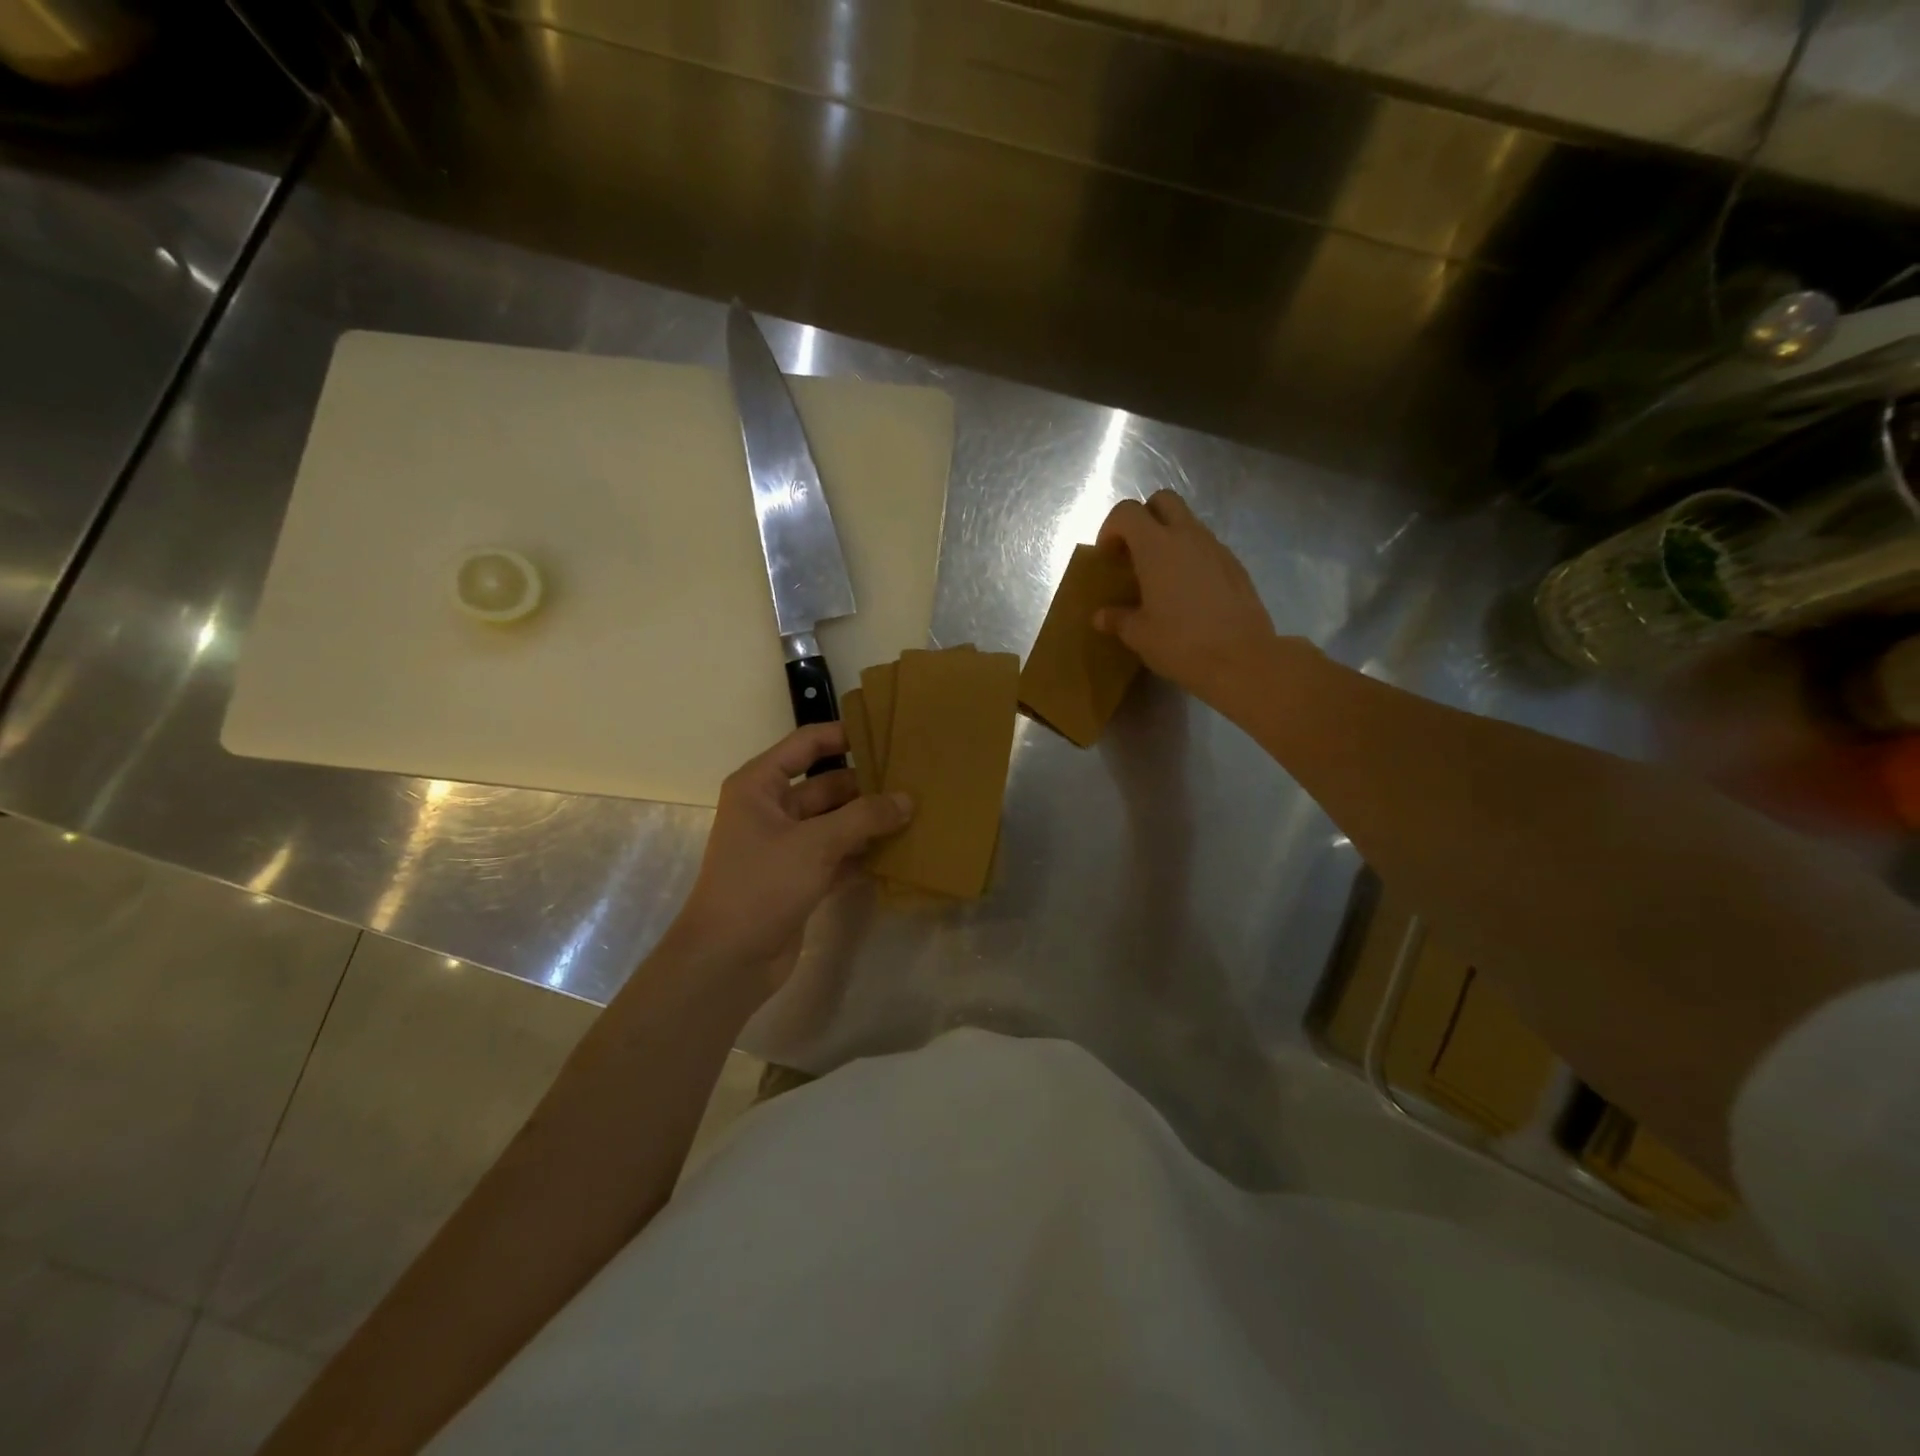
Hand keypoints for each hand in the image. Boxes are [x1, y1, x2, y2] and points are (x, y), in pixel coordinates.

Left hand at [672, 722, 911, 995]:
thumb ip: (864, 817)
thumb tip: (907, 799)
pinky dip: (864, 853)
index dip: (844, 735)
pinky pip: (838, 854)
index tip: (886, 735)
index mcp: (760, 785)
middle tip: (915, 781)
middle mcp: (772, 808)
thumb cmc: (762, 885)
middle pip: (827, 785)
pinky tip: (900, 851)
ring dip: (870, 821)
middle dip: (867, 785)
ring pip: (836, 821)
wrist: (727, 961)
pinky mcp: (800, 877)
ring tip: (917, 813)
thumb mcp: (815, 844)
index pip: (806, 744)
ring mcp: (786, 845)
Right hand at [1094, 491, 1275, 705]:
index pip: (1127, 512)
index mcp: (1156, 547)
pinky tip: (1188, 593)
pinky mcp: (1236, 565)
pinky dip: (1191, 557)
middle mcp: (1187, 536)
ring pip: (1188, 523)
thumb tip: (1101, 616)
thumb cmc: (1181, 643)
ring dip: (1169, 538)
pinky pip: (1207, 548)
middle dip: (1144, 518)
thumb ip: (1118, 619)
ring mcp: (1216, 548)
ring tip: (1160, 577)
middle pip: (1163, 501)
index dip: (1111, 528)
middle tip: (1134, 553)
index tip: (1108, 556)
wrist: (1242, 659)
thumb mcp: (1139, 635)